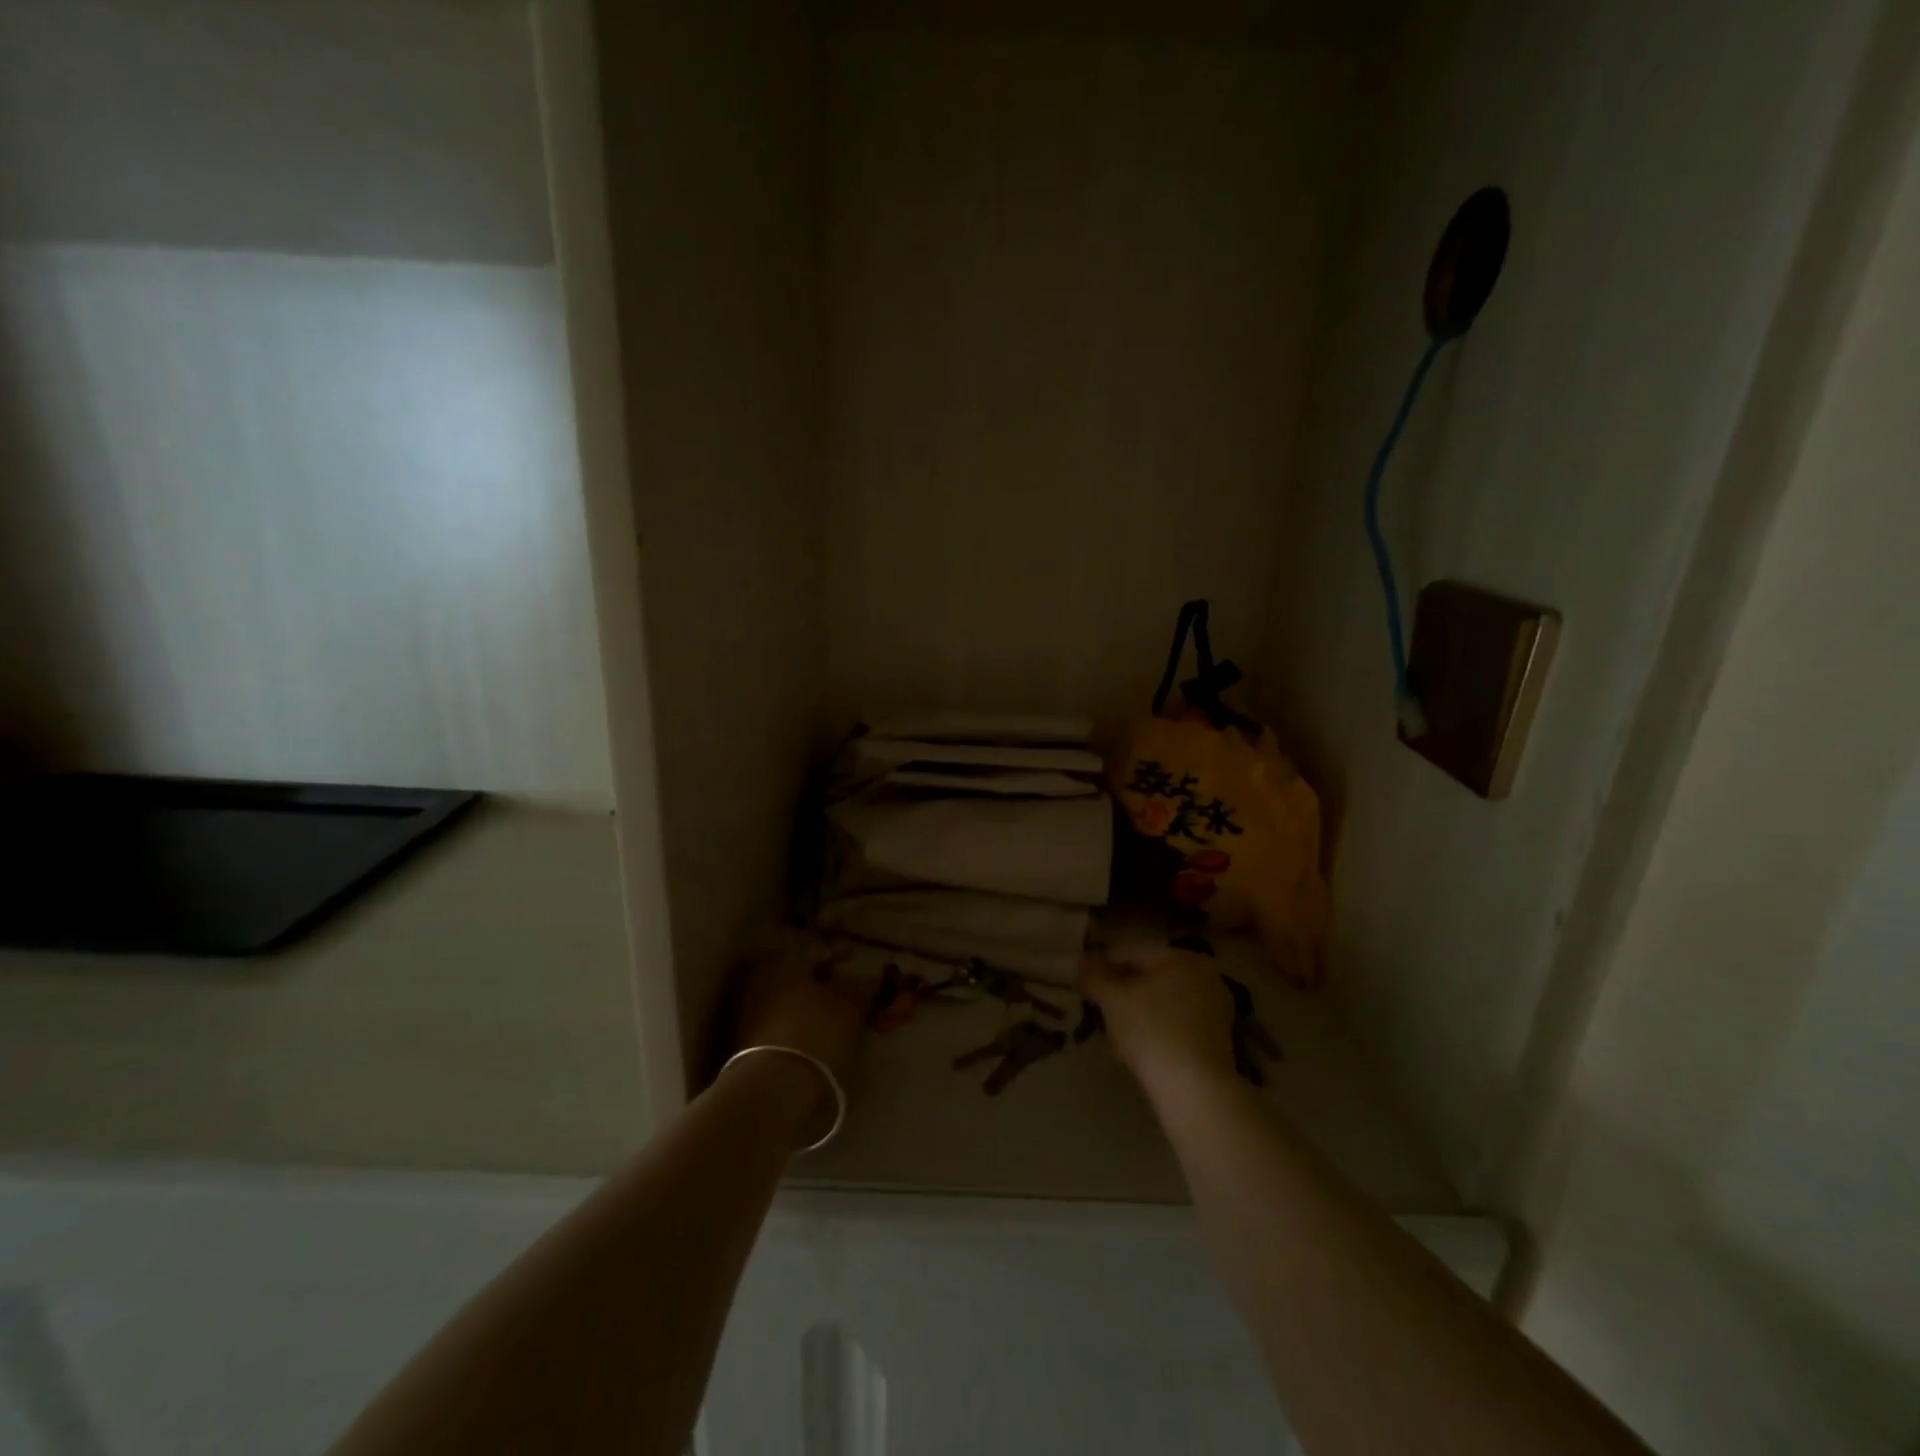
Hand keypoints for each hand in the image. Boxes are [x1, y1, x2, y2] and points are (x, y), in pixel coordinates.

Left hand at [730, 936, 866, 1091]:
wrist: (772, 1085)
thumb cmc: (815, 1030)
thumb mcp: (849, 1007)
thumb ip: (861, 990)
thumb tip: (871, 981)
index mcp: (784, 960)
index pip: (816, 950)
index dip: (839, 952)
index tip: (853, 954)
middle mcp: (761, 978)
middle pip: (799, 974)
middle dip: (822, 980)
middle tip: (845, 986)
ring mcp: (749, 1010)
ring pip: (788, 998)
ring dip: (810, 1003)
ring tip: (834, 1013)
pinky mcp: (746, 1040)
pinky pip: (780, 1020)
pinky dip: (799, 1021)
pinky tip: (816, 1032)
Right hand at [1079, 946, 1236, 1094]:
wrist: (1194, 1090)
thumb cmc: (1151, 1031)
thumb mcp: (1112, 1000)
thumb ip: (1093, 976)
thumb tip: (1079, 962)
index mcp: (1183, 957)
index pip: (1132, 953)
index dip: (1102, 966)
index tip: (1081, 983)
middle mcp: (1205, 976)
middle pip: (1149, 977)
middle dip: (1120, 990)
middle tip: (1094, 1007)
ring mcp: (1214, 1009)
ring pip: (1161, 1001)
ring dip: (1135, 1011)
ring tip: (1110, 1029)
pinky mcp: (1216, 1040)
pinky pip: (1175, 1023)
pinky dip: (1154, 1028)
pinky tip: (1134, 1046)